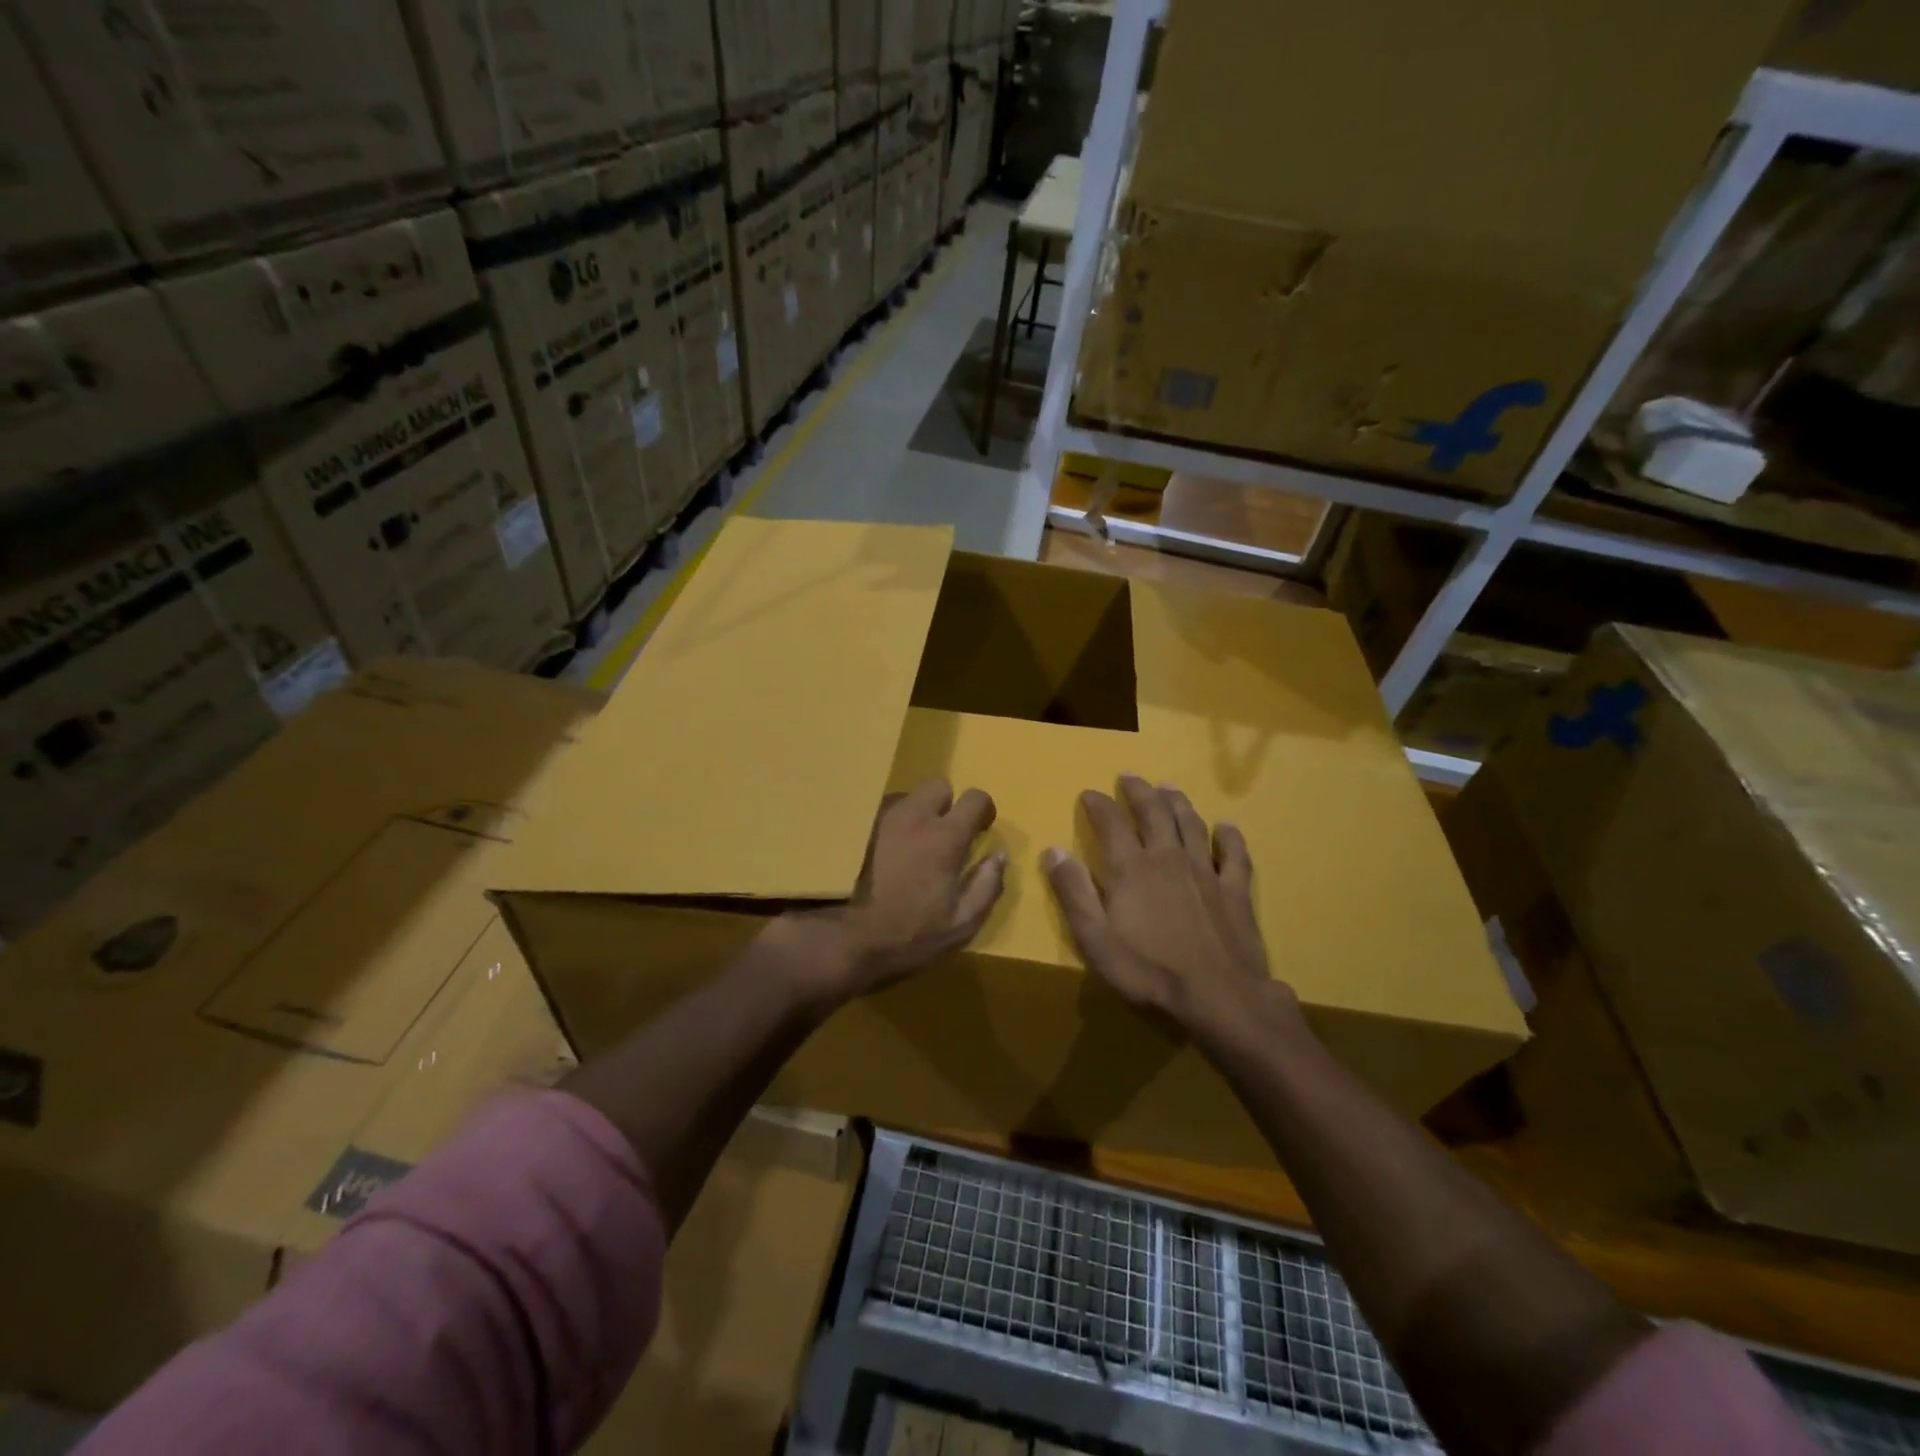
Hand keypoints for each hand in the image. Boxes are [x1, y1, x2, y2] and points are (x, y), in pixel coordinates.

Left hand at [780, 779, 1006, 1000]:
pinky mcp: (853, 828)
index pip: (975, 798)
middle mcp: (912, 815)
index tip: (980, 830)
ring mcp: (878, 818)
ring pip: (906, 798)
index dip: (983, 811)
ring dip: (915, 815)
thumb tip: (999, 856)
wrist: (840, 941)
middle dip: (947, 805)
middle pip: (938, 786)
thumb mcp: (961, 924)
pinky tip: (881, 854)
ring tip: (908, 848)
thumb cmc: (908, 936)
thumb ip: (987, 885)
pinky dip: (888, 825)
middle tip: (943, 837)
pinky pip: (879, 812)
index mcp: (944, 836)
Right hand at [1043, 776, 1294, 1045]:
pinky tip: (1226, 826)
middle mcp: (1167, 858)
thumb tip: (1053, 850)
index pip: (1111, 823)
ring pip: (1190, 825)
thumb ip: (1073, 891)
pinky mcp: (1234, 891)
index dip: (1099, 804)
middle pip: (1153, 813)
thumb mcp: (1095, 937)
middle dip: (1140, 792)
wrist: (1218, 995)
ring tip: (1169, 788)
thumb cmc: (1148, 969)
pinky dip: (1229, 837)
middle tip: (1131, 776)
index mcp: (1131, 868)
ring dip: (1178, 803)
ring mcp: (1205, 872)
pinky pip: (1234, 855)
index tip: (1089, 792)